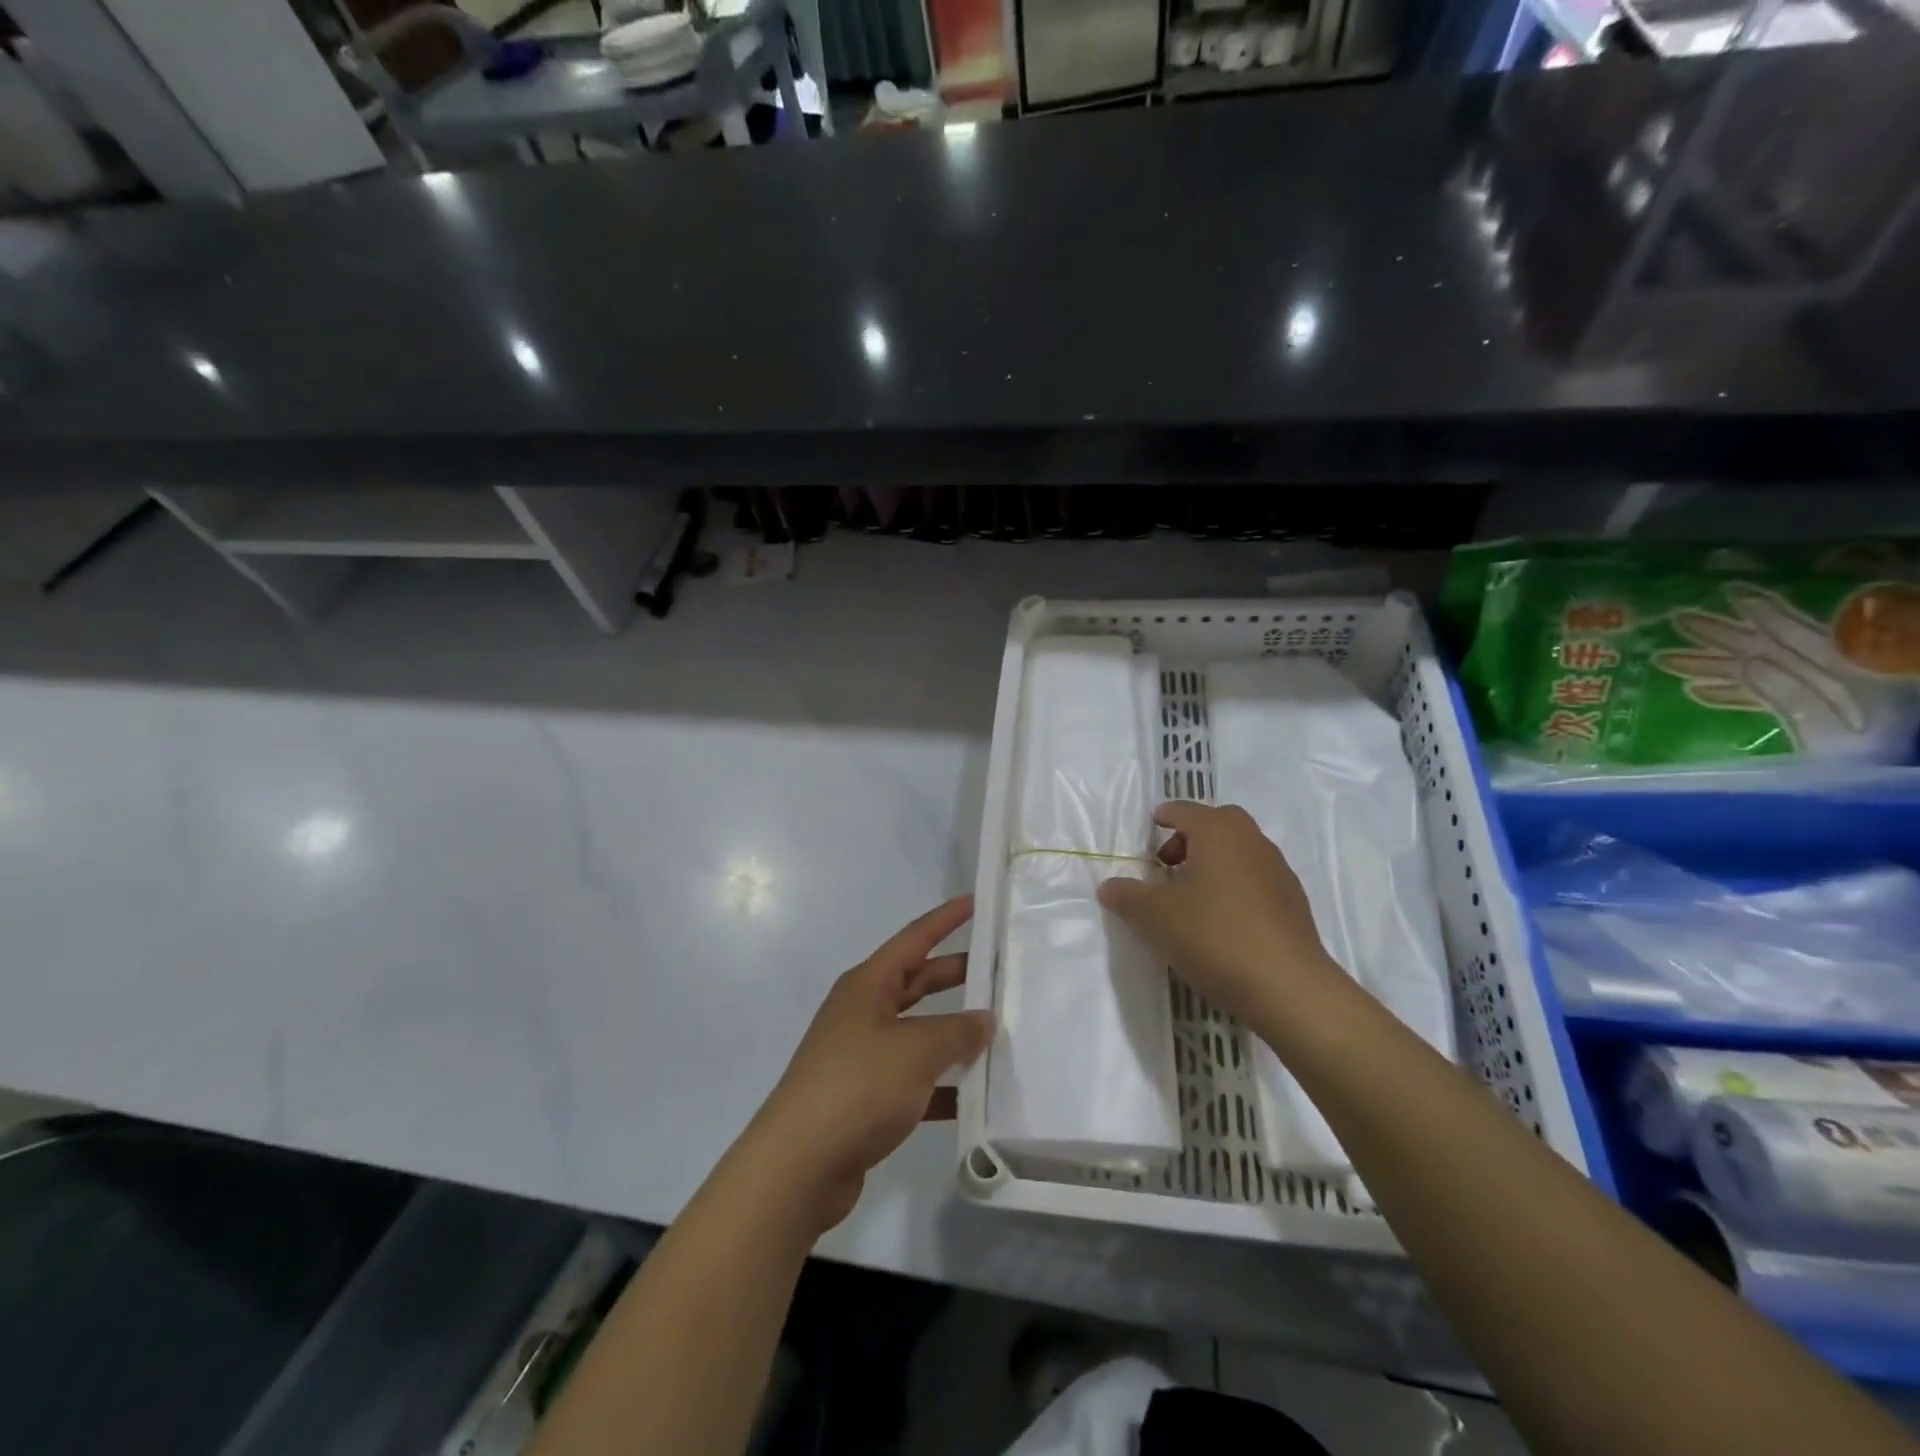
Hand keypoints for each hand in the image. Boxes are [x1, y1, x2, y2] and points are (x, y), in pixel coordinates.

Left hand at [749, 896, 993, 1236]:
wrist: (799, 1166)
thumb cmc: (858, 1086)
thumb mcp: (916, 1050)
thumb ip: (957, 1031)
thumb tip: (984, 1020)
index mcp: (868, 985)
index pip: (915, 938)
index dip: (946, 919)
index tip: (976, 902)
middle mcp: (863, 1012)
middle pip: (917, 982)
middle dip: (957, 976)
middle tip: (999, 972)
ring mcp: (862, 1055)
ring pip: (918, 1033)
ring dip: (953, 1035)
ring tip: (1000, 1034)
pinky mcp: (865, 1098)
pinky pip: (914, 1080)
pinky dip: (942, 1085)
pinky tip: (976, 1099)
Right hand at [1097, 802, 1344, 1033]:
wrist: (1288, 986)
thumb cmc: (1214, 935)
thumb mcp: (1156, 916)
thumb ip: (1128, 896)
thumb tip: (1108, 886)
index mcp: (1218, 831)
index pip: (1183, 810)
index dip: (1163, 817)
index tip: (1150, 828)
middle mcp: (1251, 840)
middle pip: (1217, 824)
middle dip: (1190, 837)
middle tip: (1168, 865)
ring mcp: (1278, 870)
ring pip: (1239, 851)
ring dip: (1214, 862)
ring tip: (1192, 897)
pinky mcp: (1293, 901)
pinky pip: (1255, 878)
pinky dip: (1235, 886)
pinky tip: (1222, 921)